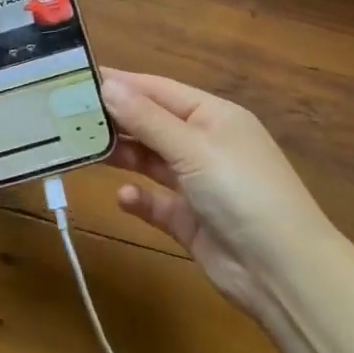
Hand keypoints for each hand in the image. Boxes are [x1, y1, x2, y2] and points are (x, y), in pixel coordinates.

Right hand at [100, 69, 330, 325]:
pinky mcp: (192, 221)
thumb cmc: (242, 192)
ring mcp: (200, 184)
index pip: (158, 89)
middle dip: (116, 120)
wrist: (284, 274)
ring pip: (151, 160)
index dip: (121, 83)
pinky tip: (124, 198)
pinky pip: (158, 201)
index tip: (79, 79)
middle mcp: (206, 144)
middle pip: (152, 123)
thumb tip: (107, 85)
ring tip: (84, 151)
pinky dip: (140, 198)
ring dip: (123, 155)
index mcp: (214, 116)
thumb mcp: (193, 148)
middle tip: (69, 116)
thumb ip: (147, 119)